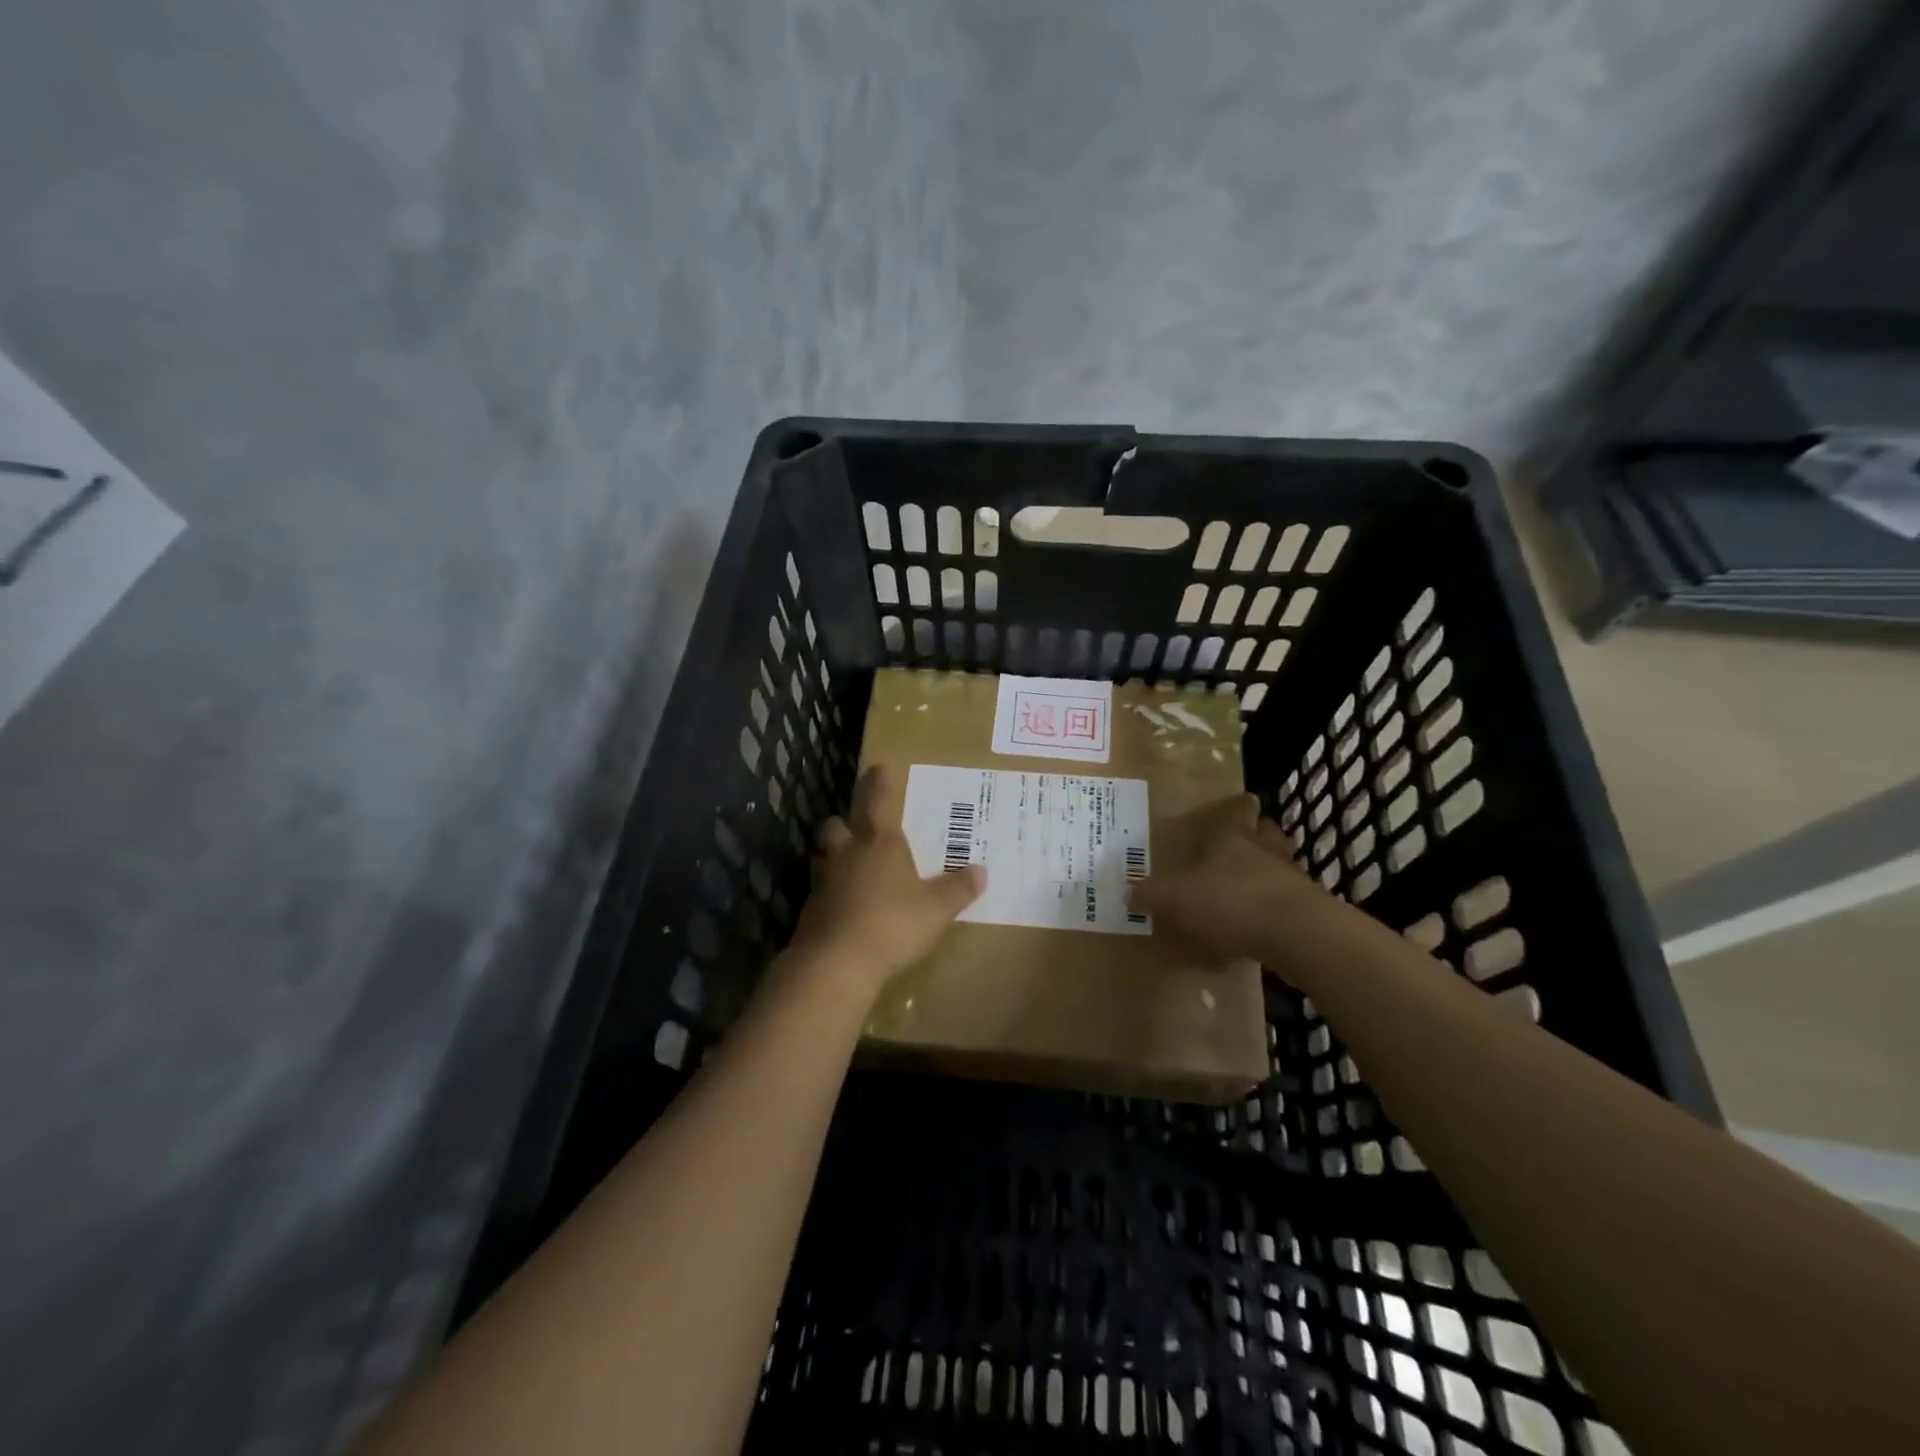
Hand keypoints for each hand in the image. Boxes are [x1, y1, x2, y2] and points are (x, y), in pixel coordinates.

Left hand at [791, 762, 985, 999]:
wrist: (836, 964)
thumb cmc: (893, 924)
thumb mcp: (936, 909)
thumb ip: (958, 889)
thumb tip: (981, 871)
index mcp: (880, 842)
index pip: (879, 799)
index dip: (881, 781)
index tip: (880, 766)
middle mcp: (847, 853)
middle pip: (836, 824)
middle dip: (845, 823)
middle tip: (859, 830)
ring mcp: (824, 881)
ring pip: (823, 856)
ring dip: (833, 857)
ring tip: (849, 868)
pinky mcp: (810, 910)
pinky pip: (820, 891)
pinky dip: (830, 893)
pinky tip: (843, 907)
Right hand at [1129, 815, 1321, 965]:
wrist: (1296, 936)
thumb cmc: (1231, 901)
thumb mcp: (1177, 898)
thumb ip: (1152, 895)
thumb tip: (1129, 893)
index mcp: (1233, 838)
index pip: (1239, 811)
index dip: (1240, 806)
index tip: (1245, 799)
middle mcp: (1265, 852)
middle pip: (1267, 833)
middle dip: (1259, 835)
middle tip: (1247, 840)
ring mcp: (1291, 880)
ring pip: (1281, 866)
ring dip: (1269, 871)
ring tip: (1252, 884)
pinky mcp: (1307, 912)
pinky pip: (1287, 902)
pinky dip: (1275, 908)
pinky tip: (1261, 924)